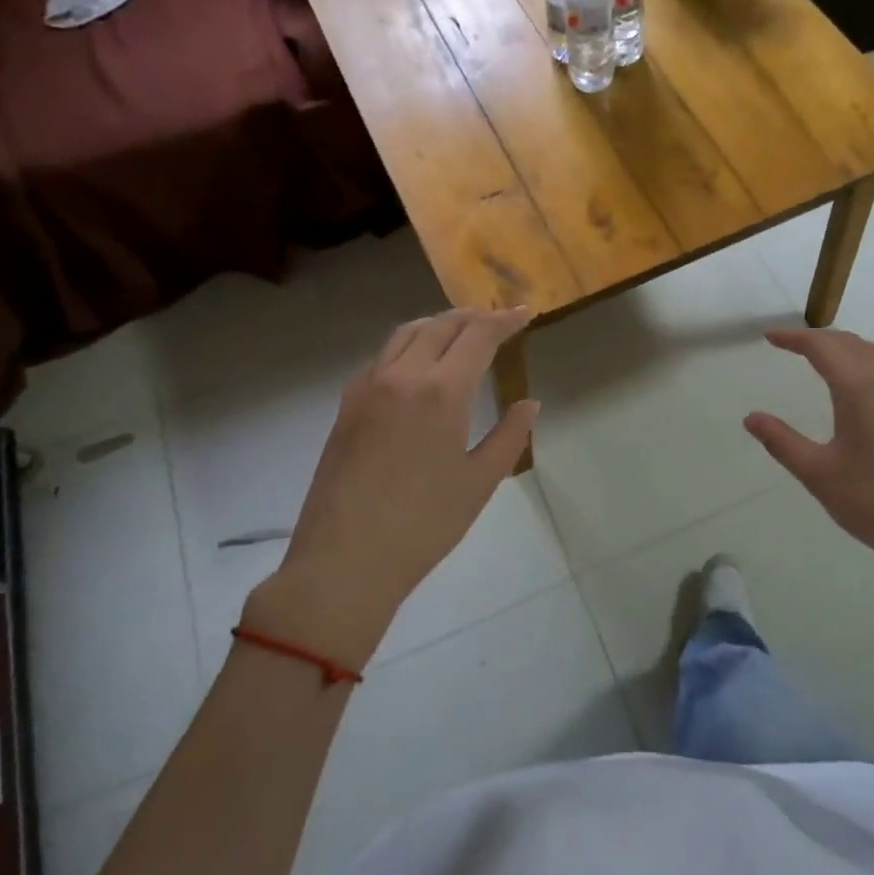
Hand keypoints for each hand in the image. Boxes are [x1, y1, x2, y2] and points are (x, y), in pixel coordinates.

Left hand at [249, 308, 537, 652]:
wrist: (344, 561)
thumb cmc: (423, 525)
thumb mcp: (480, 483)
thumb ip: (510, 436)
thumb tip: (529, 403)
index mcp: (442, 392)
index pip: (478, 336)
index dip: (504, 321)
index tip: (522, 314)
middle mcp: (403, 376)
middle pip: (441, 325)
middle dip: (472, 317)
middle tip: (495, 321)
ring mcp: (368, 387)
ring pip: (406, 334)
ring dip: (437, 324)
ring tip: (458, 333)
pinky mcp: (347, 405)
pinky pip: (382, 357)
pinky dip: (408, 346)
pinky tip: (417, 366)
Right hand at [744, 328, 873, 570]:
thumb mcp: (819, 474)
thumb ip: (782, 441)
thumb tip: (751, 417)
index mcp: (860, 389)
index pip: (823, 347)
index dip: (794, 338)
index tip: (769, 337)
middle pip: (850, 343)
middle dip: (817, 339)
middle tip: (788, 344)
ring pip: (873, 351)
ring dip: (844, 346)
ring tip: (819, 356)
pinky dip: (864, 358)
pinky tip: (856, 380)